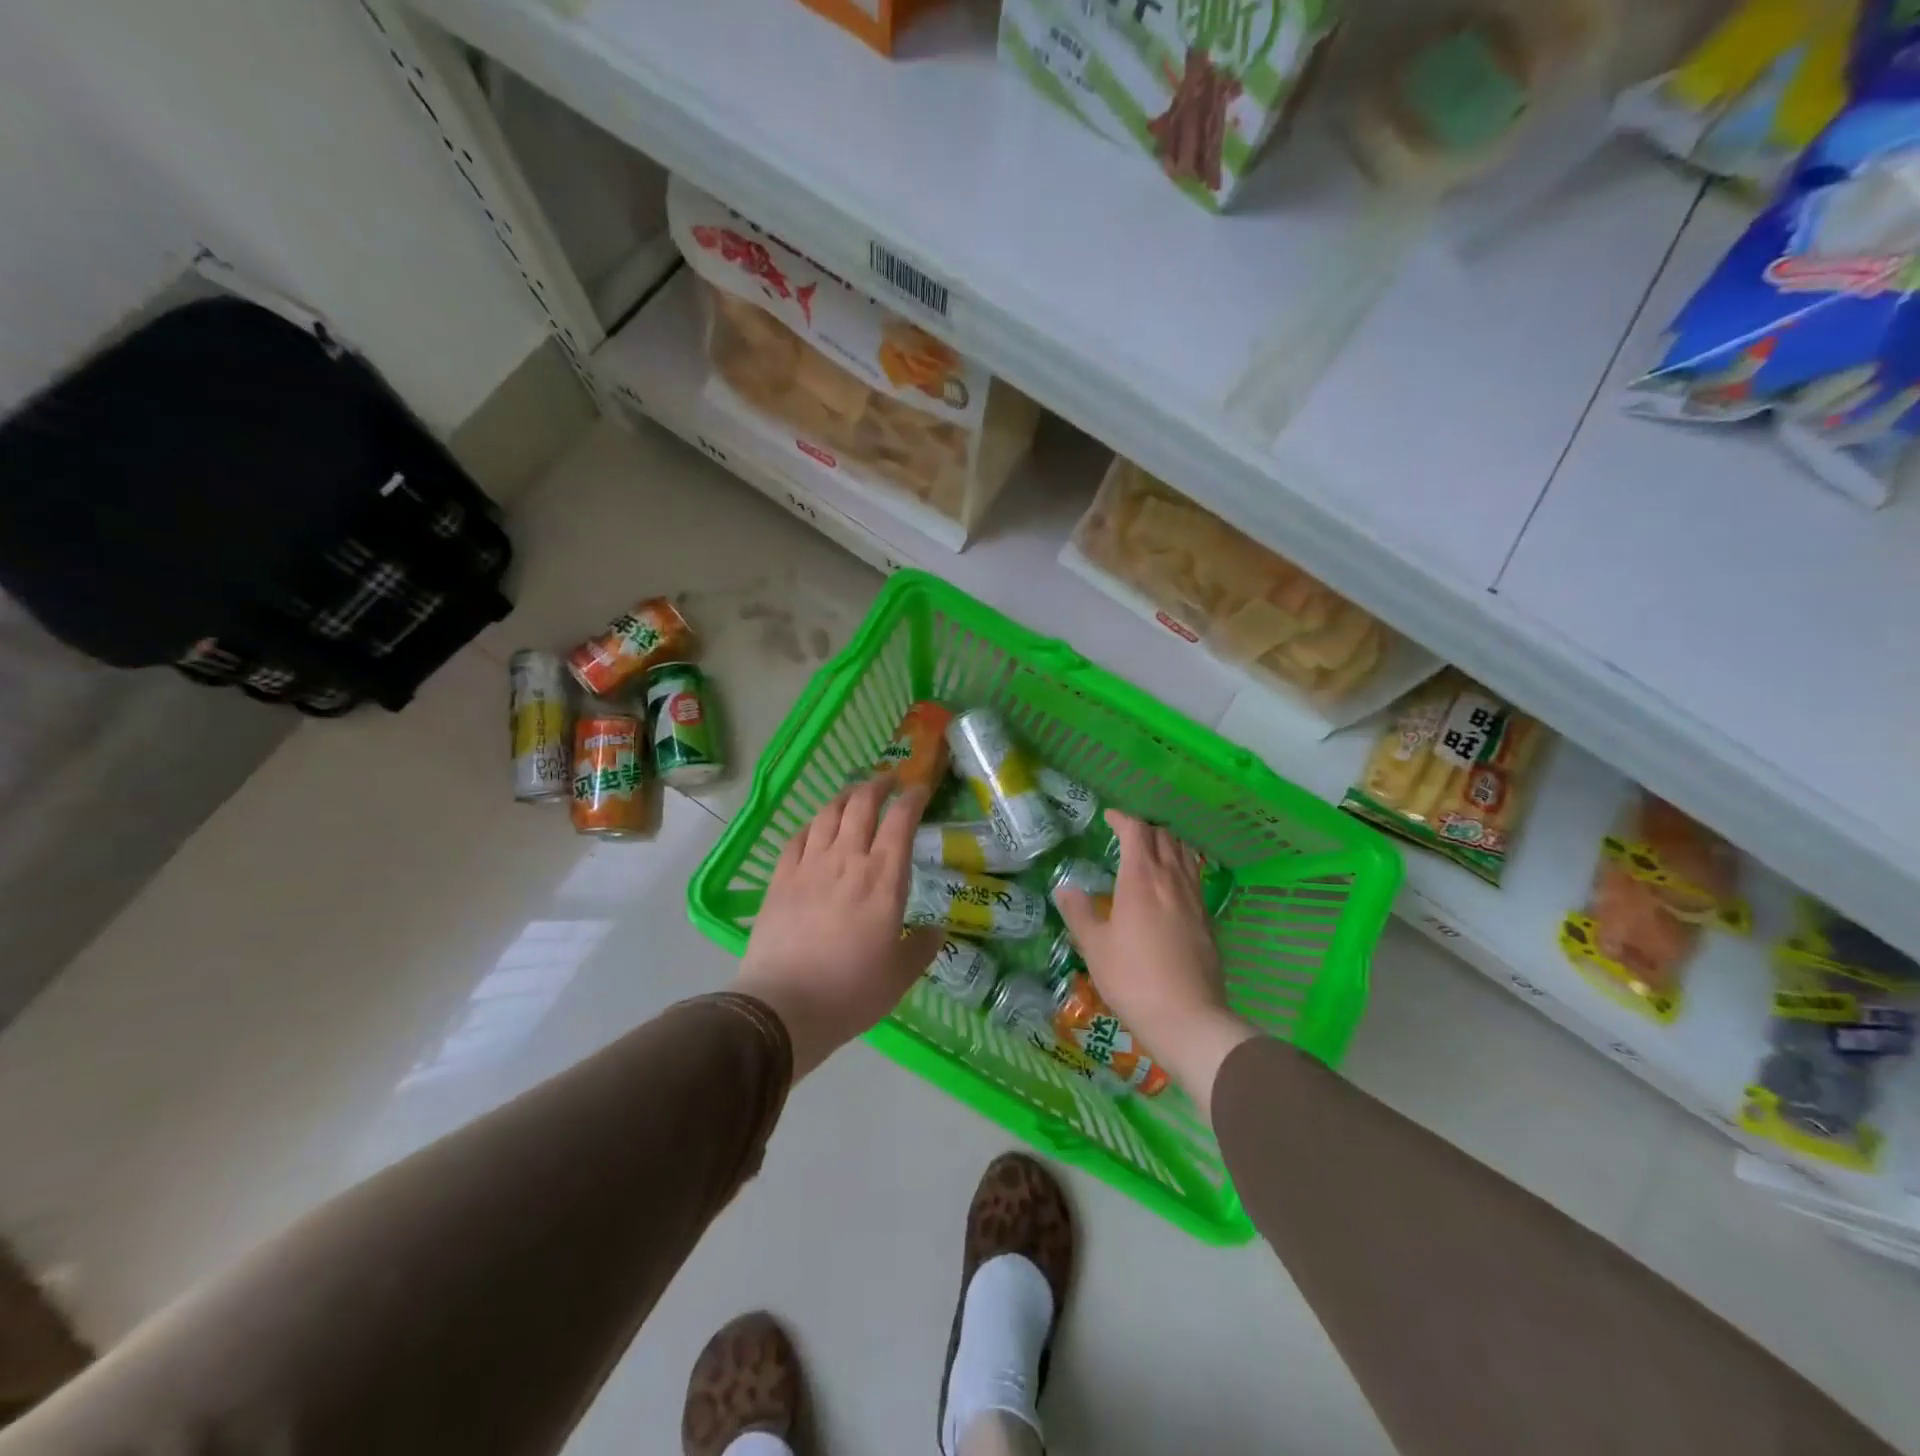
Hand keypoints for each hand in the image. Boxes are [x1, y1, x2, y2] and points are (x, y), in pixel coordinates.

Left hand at [733, 774, 941, 1079]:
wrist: (783, 1006)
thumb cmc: (851, 991)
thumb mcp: (900, 976)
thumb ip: (921, 948)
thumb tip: (936, 931)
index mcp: (884, 878)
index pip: (901, 821)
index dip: (912, 798)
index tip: (920, 790)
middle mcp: (847, 860)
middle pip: (861, 805)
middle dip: (877, 785)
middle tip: (887, 782)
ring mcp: (809, 866)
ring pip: (828, 814)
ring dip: (844, 797)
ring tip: (853, 795)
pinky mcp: (780, 879)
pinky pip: (797, 838)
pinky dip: (811, 824)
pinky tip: (815, 827)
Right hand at [1055, 811, 1256, 1116]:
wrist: (1188, 1018)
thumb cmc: (1133, 979)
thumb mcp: (1095, 947)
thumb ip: (1079, 913)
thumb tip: (1066, 888)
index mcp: (1141, 878)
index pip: (1137, 831)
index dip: (1123, 818)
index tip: (1110, 817)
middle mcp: (1172, 879)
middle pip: (1164, 836)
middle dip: (1145, 828)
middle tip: (1127, 834)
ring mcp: (1194, 898)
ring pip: (1185, 853)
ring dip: (1168, 843)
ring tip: (1152, 852)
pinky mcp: (1208, 918)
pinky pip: (1195, 877)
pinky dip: (1182, 866)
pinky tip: (1172, 885)